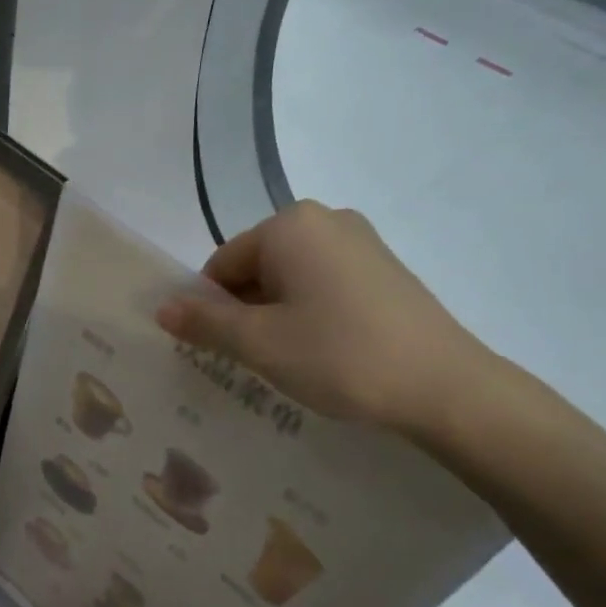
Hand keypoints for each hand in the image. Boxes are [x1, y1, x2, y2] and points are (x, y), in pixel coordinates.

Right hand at [156, 200, 494, 437]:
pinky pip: (324, 287)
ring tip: (288, 362)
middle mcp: (326, 220)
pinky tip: (322, 354)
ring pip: (291, 280)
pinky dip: (310, 316)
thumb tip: (162, 308)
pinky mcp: (384, 271)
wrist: (443, 386)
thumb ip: (205, 322)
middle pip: (256, 268)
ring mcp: (361, 243)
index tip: (219, 351)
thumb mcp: (259, 343)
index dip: (210, 309)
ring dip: (276, 318)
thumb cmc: (338, 355)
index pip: (222, 264)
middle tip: (252, 361)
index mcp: (290, 225)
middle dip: (244, 312)